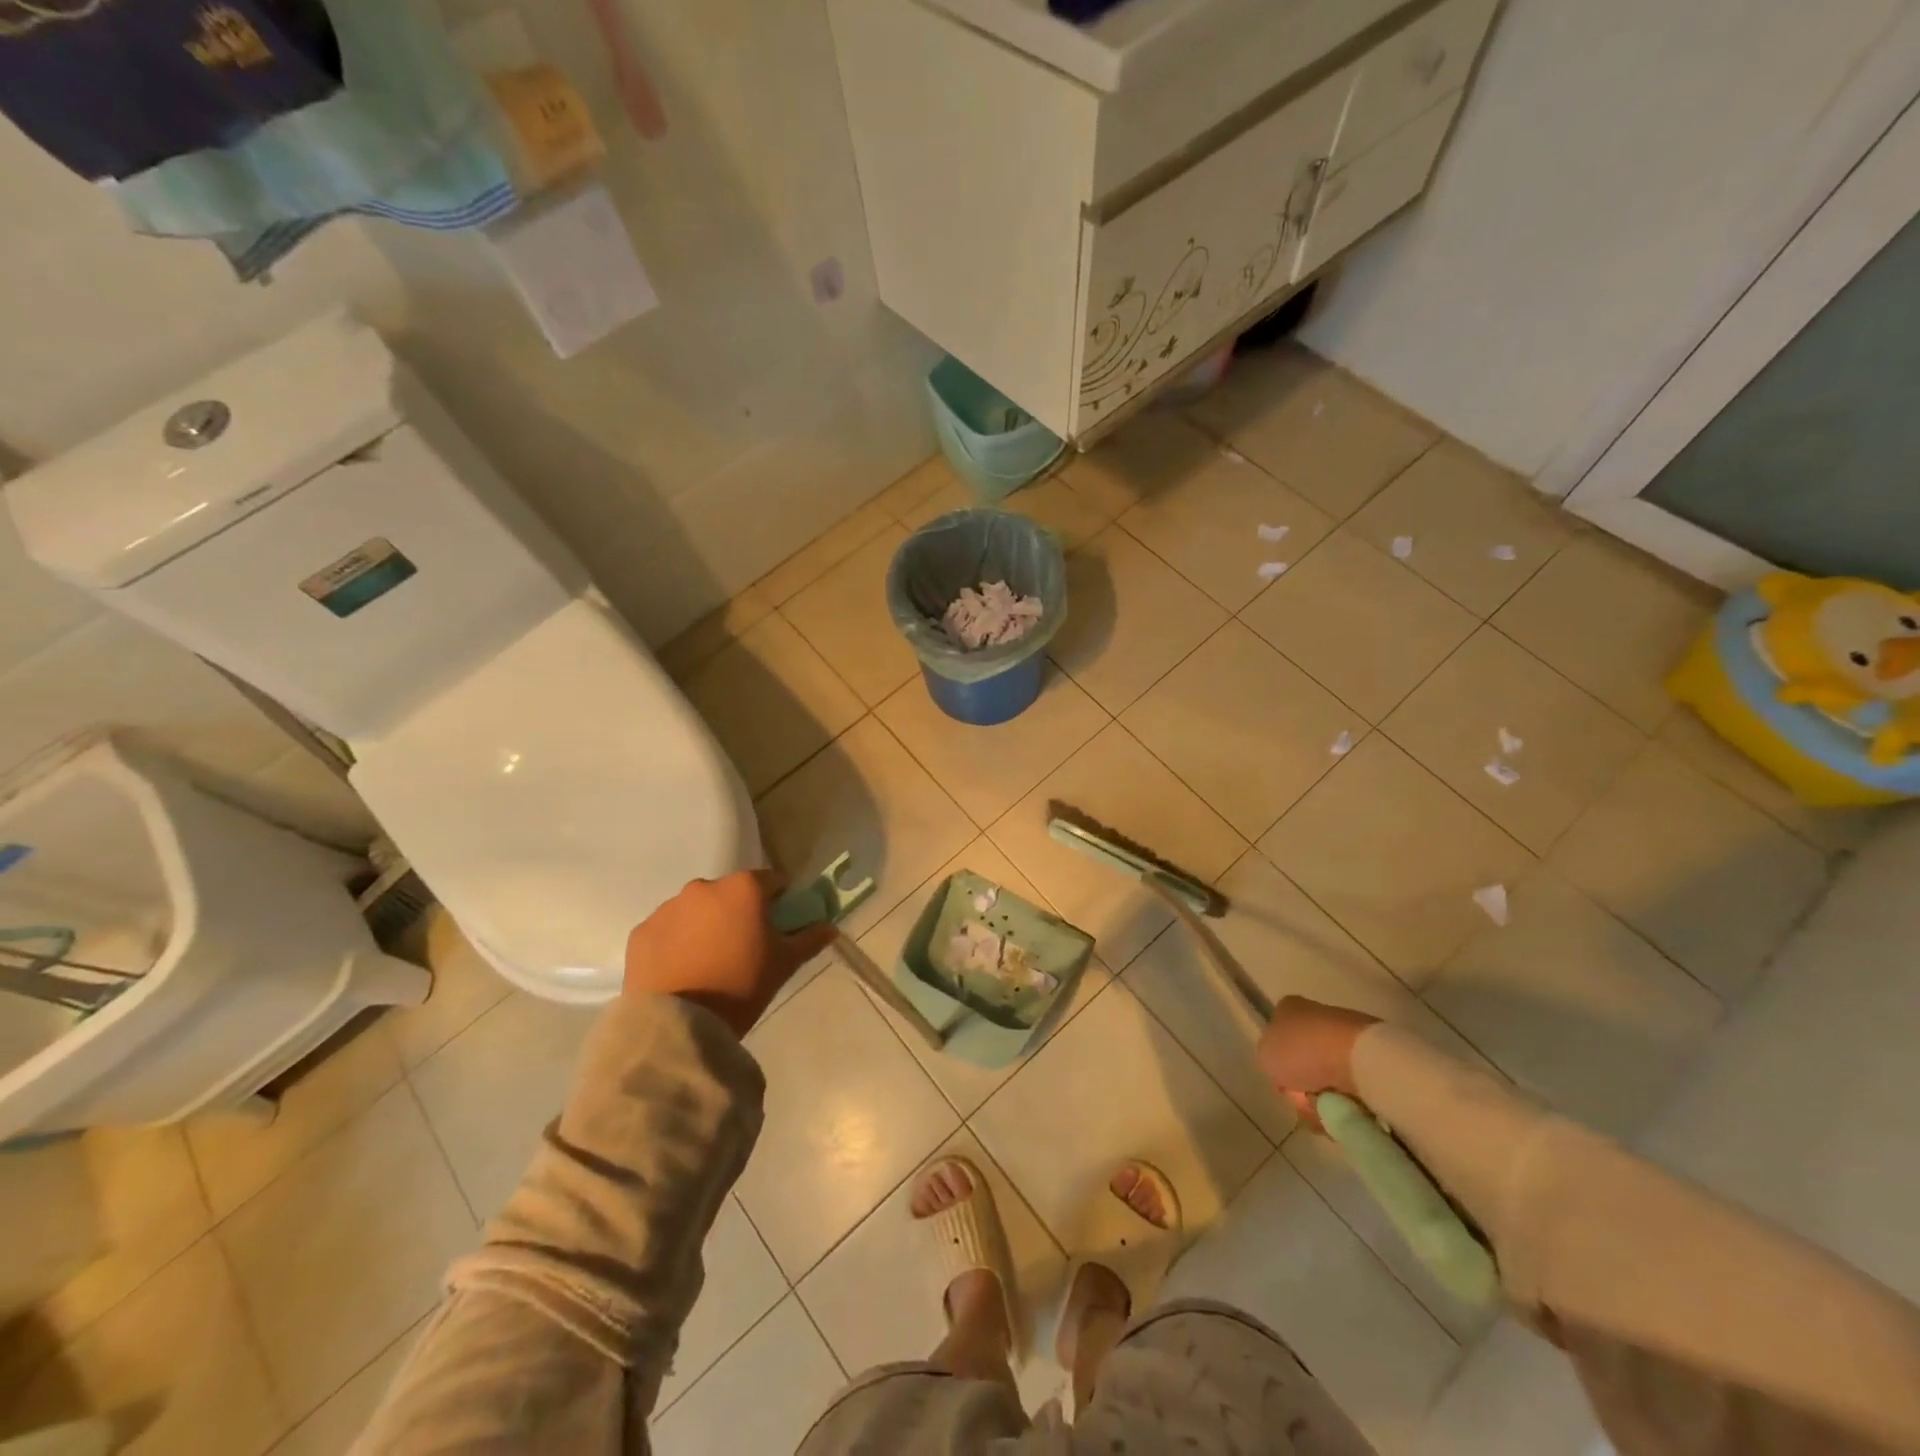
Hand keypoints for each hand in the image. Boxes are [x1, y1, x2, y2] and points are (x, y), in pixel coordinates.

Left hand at [623, 869, 836, 1036]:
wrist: (679, 1025)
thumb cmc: (741, 986)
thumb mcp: (784, 964)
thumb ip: (810, 939)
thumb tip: (830, 927)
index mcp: (743, 888)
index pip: (771, 881)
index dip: (779, 900)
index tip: (779, 923)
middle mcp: (704, 887)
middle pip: (730, 893)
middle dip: (738, 912)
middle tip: (743, 946)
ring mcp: (668, 908)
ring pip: (696, 909)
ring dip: (705, 925)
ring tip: (708, 962)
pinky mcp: (641, 932)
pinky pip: (667, 930)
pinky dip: (675, 942)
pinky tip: (681, 970)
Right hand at [1258, 996, 1379, 1129]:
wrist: (1355, 1057)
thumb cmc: (1302, 1050)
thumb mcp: (1265, 1055)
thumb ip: (1270, 1058)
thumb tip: (1286, 1068)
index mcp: (1289, 1008)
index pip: (1278, 1036)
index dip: (1279, 1064)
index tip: (1284, 1083)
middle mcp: (1317, 1016)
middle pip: (1304, 1061)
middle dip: (1304, 1086)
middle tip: (1306, 1101)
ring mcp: (1347, 1035)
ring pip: (1329, 1077)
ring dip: (1326, 1098)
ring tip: (1329, 1109)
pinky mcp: (1373, 1056)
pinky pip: (1354, 1086)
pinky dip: (1350, 1101)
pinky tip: (1349, 1108)